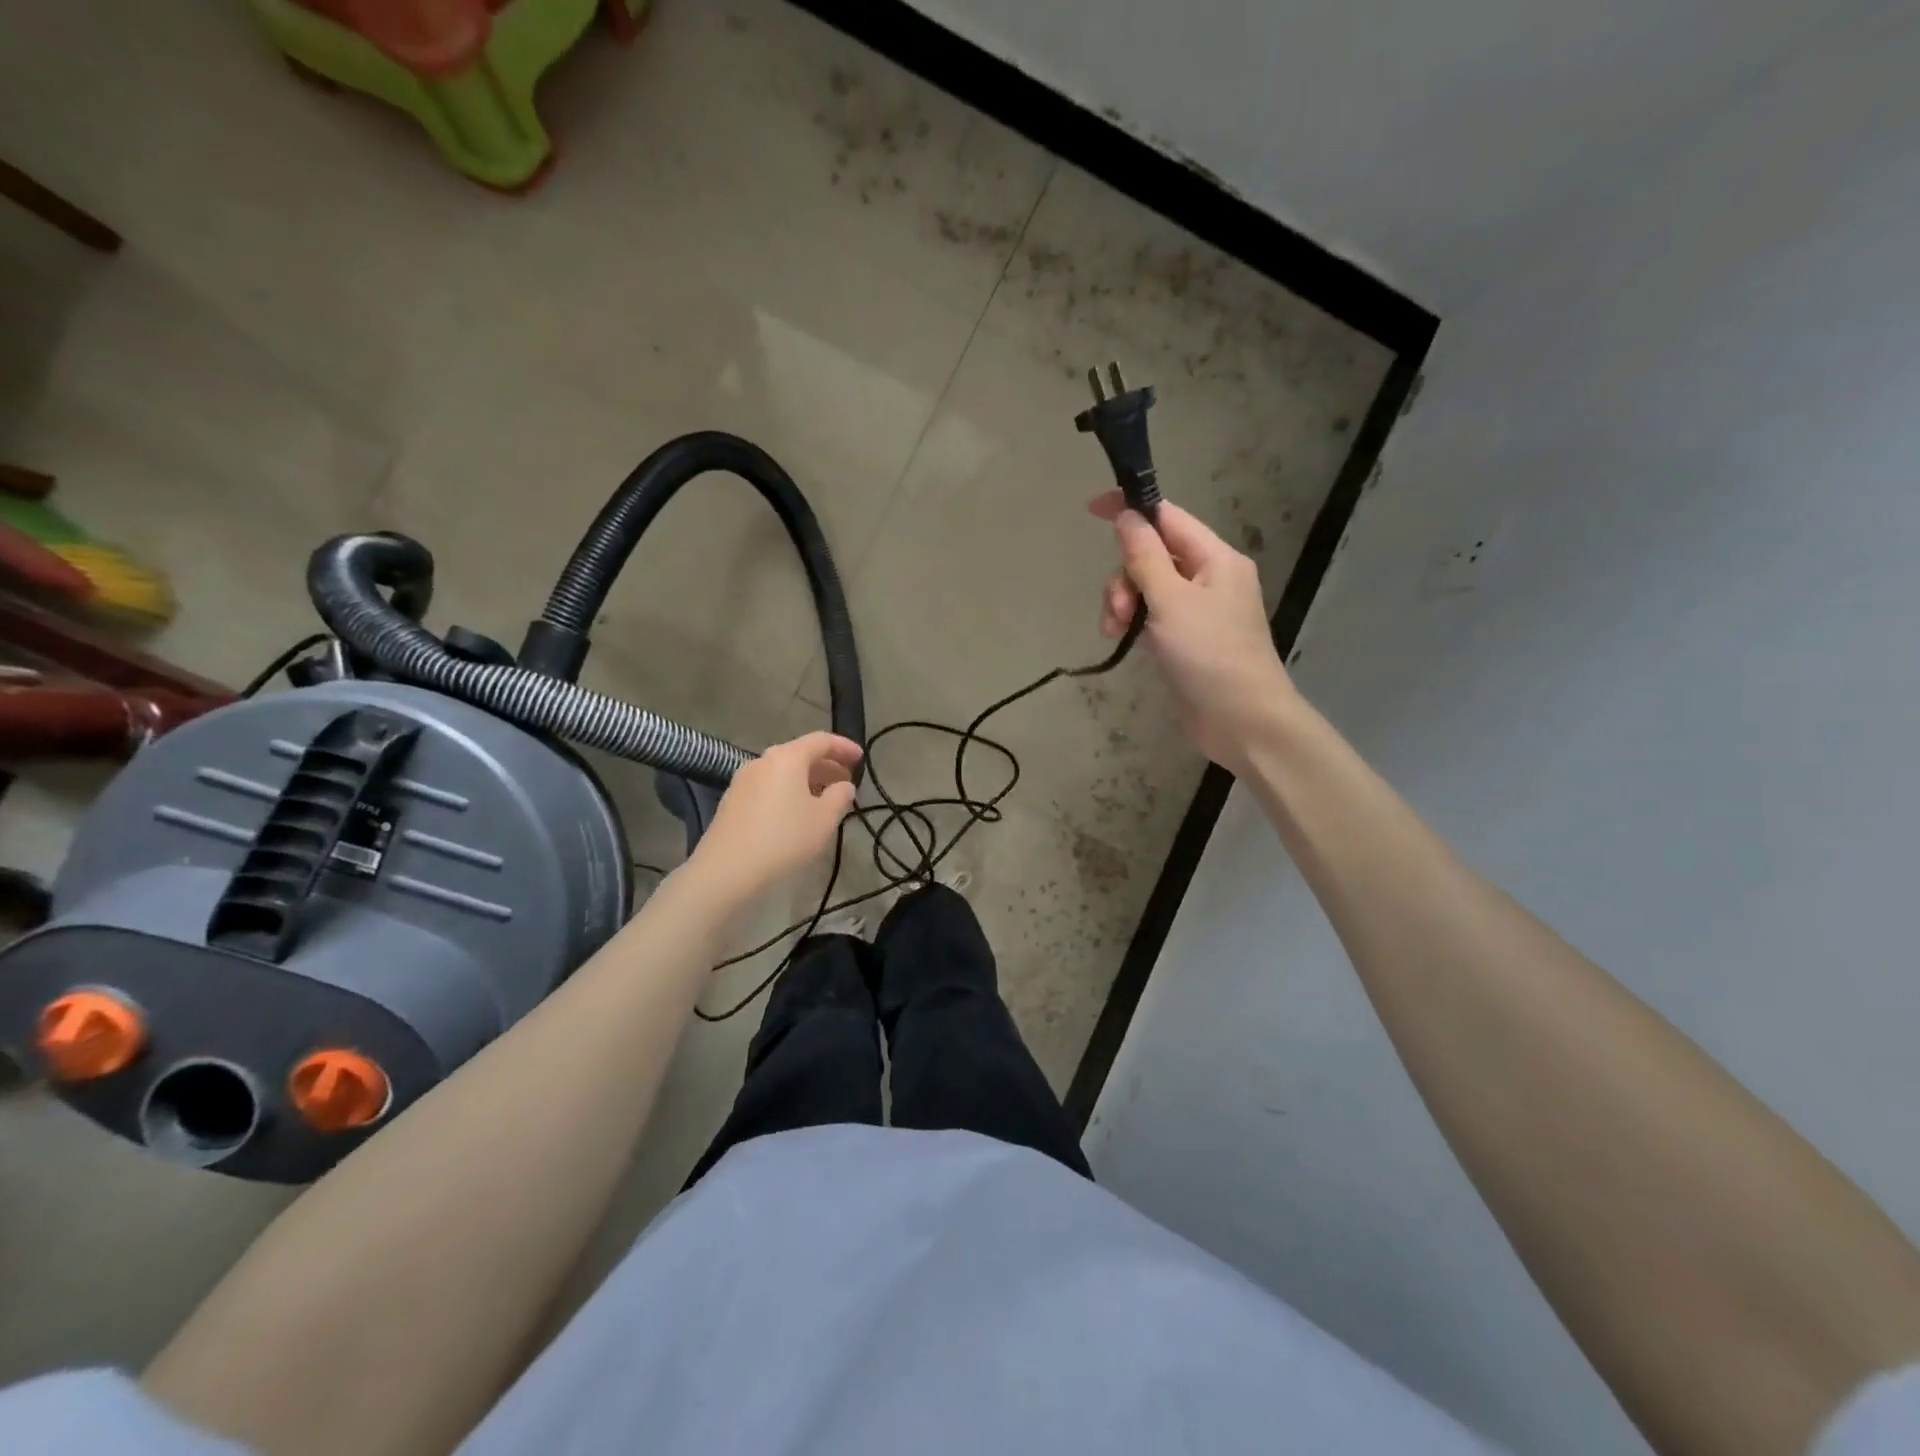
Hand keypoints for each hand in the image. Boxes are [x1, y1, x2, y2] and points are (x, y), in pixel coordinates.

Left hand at [688, 732, 861, 901]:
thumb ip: (840, 797)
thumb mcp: (824, 820)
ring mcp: (743, 780)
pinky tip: (795, 813)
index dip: (844, 747)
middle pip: (800, 754)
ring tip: (824, 799)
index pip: (821, 741)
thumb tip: (844, 785)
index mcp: (787, 758)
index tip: (861, 758)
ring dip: (807, 780)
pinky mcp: (732, 801)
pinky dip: (788, 791)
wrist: (727, 870)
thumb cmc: (784, 839)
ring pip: (783, 771)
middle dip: (826, 765)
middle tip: (846, 782)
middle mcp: (762, 761)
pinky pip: (768, 786)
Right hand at [1090, 491, 1296, 772]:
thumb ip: (1145, 556)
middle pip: (1153, 555)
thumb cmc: (1209, 655)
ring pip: (1148, 588)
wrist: (1242, 720)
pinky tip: (1124, 641)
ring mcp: (1198, 611)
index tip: (1092, 509)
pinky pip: (1153, 616)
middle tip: (1118, 612)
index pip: (1168, 517)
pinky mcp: (1187, 639)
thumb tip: (1127, 515)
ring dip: (1124, 604)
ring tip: (1116, 632)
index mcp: (1216, 558)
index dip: (1131, 510)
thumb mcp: (1171, 601)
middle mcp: (1210, 578)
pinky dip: (1135, 623)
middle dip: (1125, 577)